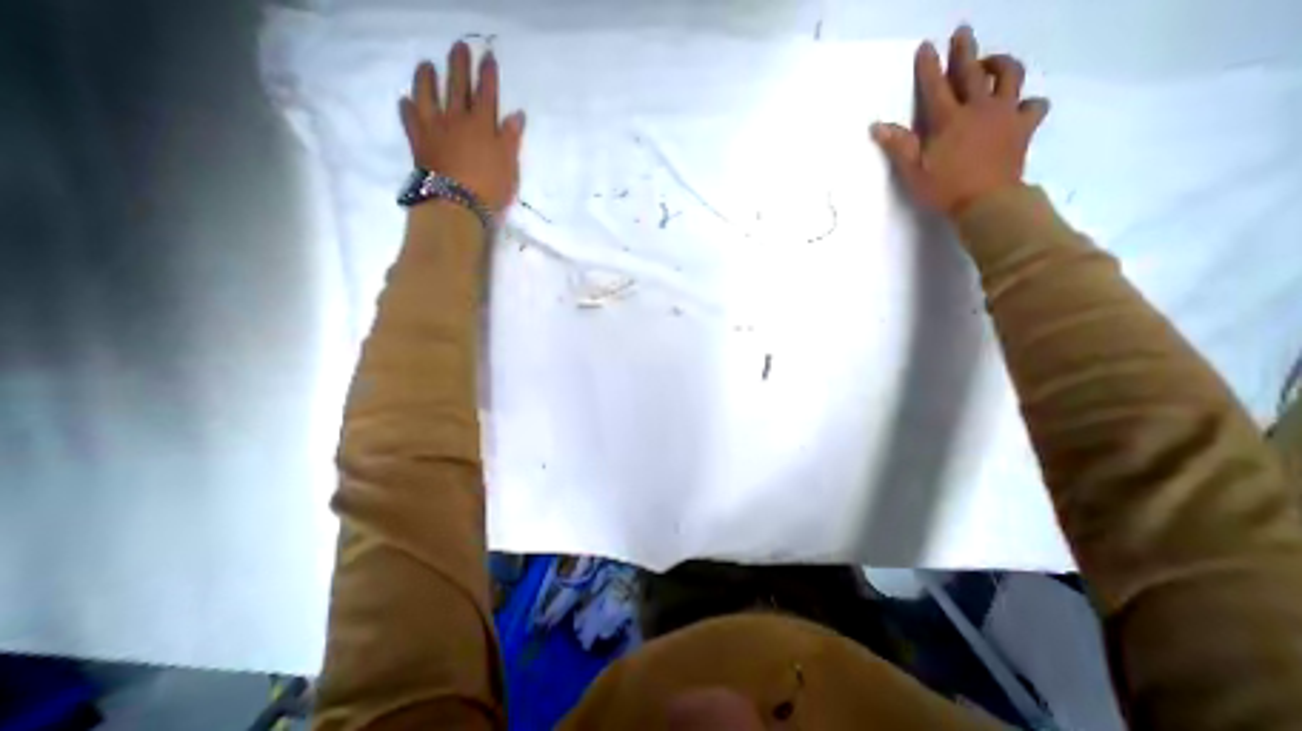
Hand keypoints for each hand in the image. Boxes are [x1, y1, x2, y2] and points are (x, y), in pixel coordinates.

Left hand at [396, 40, 520, 210]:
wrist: (457, 203)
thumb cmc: (491, 187)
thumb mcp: (510, 165)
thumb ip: (512, 138)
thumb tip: (517, 115)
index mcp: (483, 125)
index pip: (487, 93)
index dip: (488, 74)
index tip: (488, 57)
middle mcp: (457, 118)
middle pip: (458, 86)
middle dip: (460, 65)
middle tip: (459, 46)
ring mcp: (434, 127)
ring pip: (428, 94)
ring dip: (427, 77)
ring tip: (426, 65)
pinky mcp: (418, 140)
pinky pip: (410, 118)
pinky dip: (408, 107)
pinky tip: (406, 101)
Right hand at [875, 24, 1044, 219]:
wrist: (986, 201)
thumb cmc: (944, 188)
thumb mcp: (912, 171)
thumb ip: (897, 146)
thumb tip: (877, 126)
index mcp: (948, 120)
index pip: (934, 87)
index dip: (928, 66)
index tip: (926, 46)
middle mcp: (979, 108)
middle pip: (972, 72)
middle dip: (964, 50)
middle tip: (962, 32)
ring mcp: (1005, 114)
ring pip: (1009, 76)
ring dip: (1000, 64)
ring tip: (991, 62)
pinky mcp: (1023, 127)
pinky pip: (1033, 105)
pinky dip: (1026, 101)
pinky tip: (1019, 105)